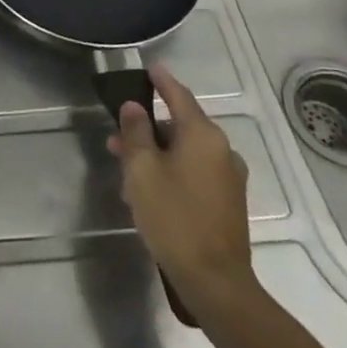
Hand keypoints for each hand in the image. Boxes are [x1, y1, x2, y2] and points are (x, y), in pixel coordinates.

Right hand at [107, 65, 255, 312]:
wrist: (214, 281)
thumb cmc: (173, 216)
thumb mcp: (142, 169)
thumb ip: (135, 132)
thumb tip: (133, 107)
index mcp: (203, 135)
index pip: (178, 96)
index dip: (161, 80)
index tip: (149, 66)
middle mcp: (222, 150)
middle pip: (179, 126)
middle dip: (147, 128)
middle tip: (117, 137)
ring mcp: (229, 177)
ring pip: (186, 152)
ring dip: (157, 153)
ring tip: (127, 170)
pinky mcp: (229, 201)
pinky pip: (195, 172)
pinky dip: (172, 171)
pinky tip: (149, 190)